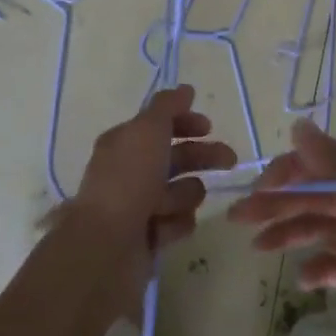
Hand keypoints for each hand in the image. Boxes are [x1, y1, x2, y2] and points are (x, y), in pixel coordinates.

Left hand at [66, 85, 234, 285]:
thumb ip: (168, 106)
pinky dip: (174, 223)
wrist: (106, 245)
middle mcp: (131, 171)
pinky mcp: (150, 236)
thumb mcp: (148, 130)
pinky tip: (163, 228)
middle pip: (177, 157)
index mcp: (125, 143)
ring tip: (167, 205)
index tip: (208, 126)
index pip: (159, 125)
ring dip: (182, 195)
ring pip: (182, 191)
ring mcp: (140, 206)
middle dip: (203, 156)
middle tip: (229, 160)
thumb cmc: (128, 180)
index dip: (185, 122)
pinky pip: (178, 222)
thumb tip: (186, 89)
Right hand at [229, 120, 335, 335]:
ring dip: (290, 233)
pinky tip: (303, 279)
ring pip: (321, 228)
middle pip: (317, 197)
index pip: (322, 165)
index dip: (288, 173)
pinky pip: (334, 265)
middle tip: (238, 218)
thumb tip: (299, 124)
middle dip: (279, 204)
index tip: (257, 190)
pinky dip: (316, 267)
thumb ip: (328, 165)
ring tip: (258, 248)